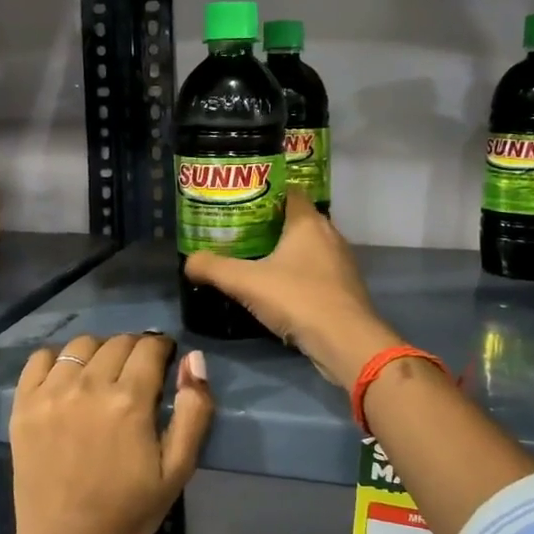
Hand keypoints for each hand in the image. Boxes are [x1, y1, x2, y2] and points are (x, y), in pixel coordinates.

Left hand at [8, 333, 212, 533]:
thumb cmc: (128, 511)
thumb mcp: (177, 469)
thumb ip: (193, 411)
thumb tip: (194, 359)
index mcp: (129, 400)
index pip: (149, 347)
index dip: (162, 349)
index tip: (163, 362)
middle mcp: (89, 386)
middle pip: (117, 342)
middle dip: (134, 349)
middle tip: (136, 374)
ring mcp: (51, 393)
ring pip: (80, 344)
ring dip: (98, 352)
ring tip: (102, 375)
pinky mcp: (24, 404)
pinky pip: (40, 359)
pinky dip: (58, 359)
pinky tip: (66, 379)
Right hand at [185, 190, 401, 389]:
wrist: (345, 342)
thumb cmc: (297, 298)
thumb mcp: (245, 282)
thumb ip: (213, 268)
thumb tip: (188, 261)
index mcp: (308, 222)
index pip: (288, 191)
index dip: (264, 192)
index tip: (240, 201)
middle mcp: (329, 234)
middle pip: (296, 219)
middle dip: (268, 223)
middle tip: (238, 231)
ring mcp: (340, 262)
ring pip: (307, 247)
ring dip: (284, 251)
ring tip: (253, 258)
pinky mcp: (344, 288)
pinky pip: (315, 271)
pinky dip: (297, 274)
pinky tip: (277, 288)